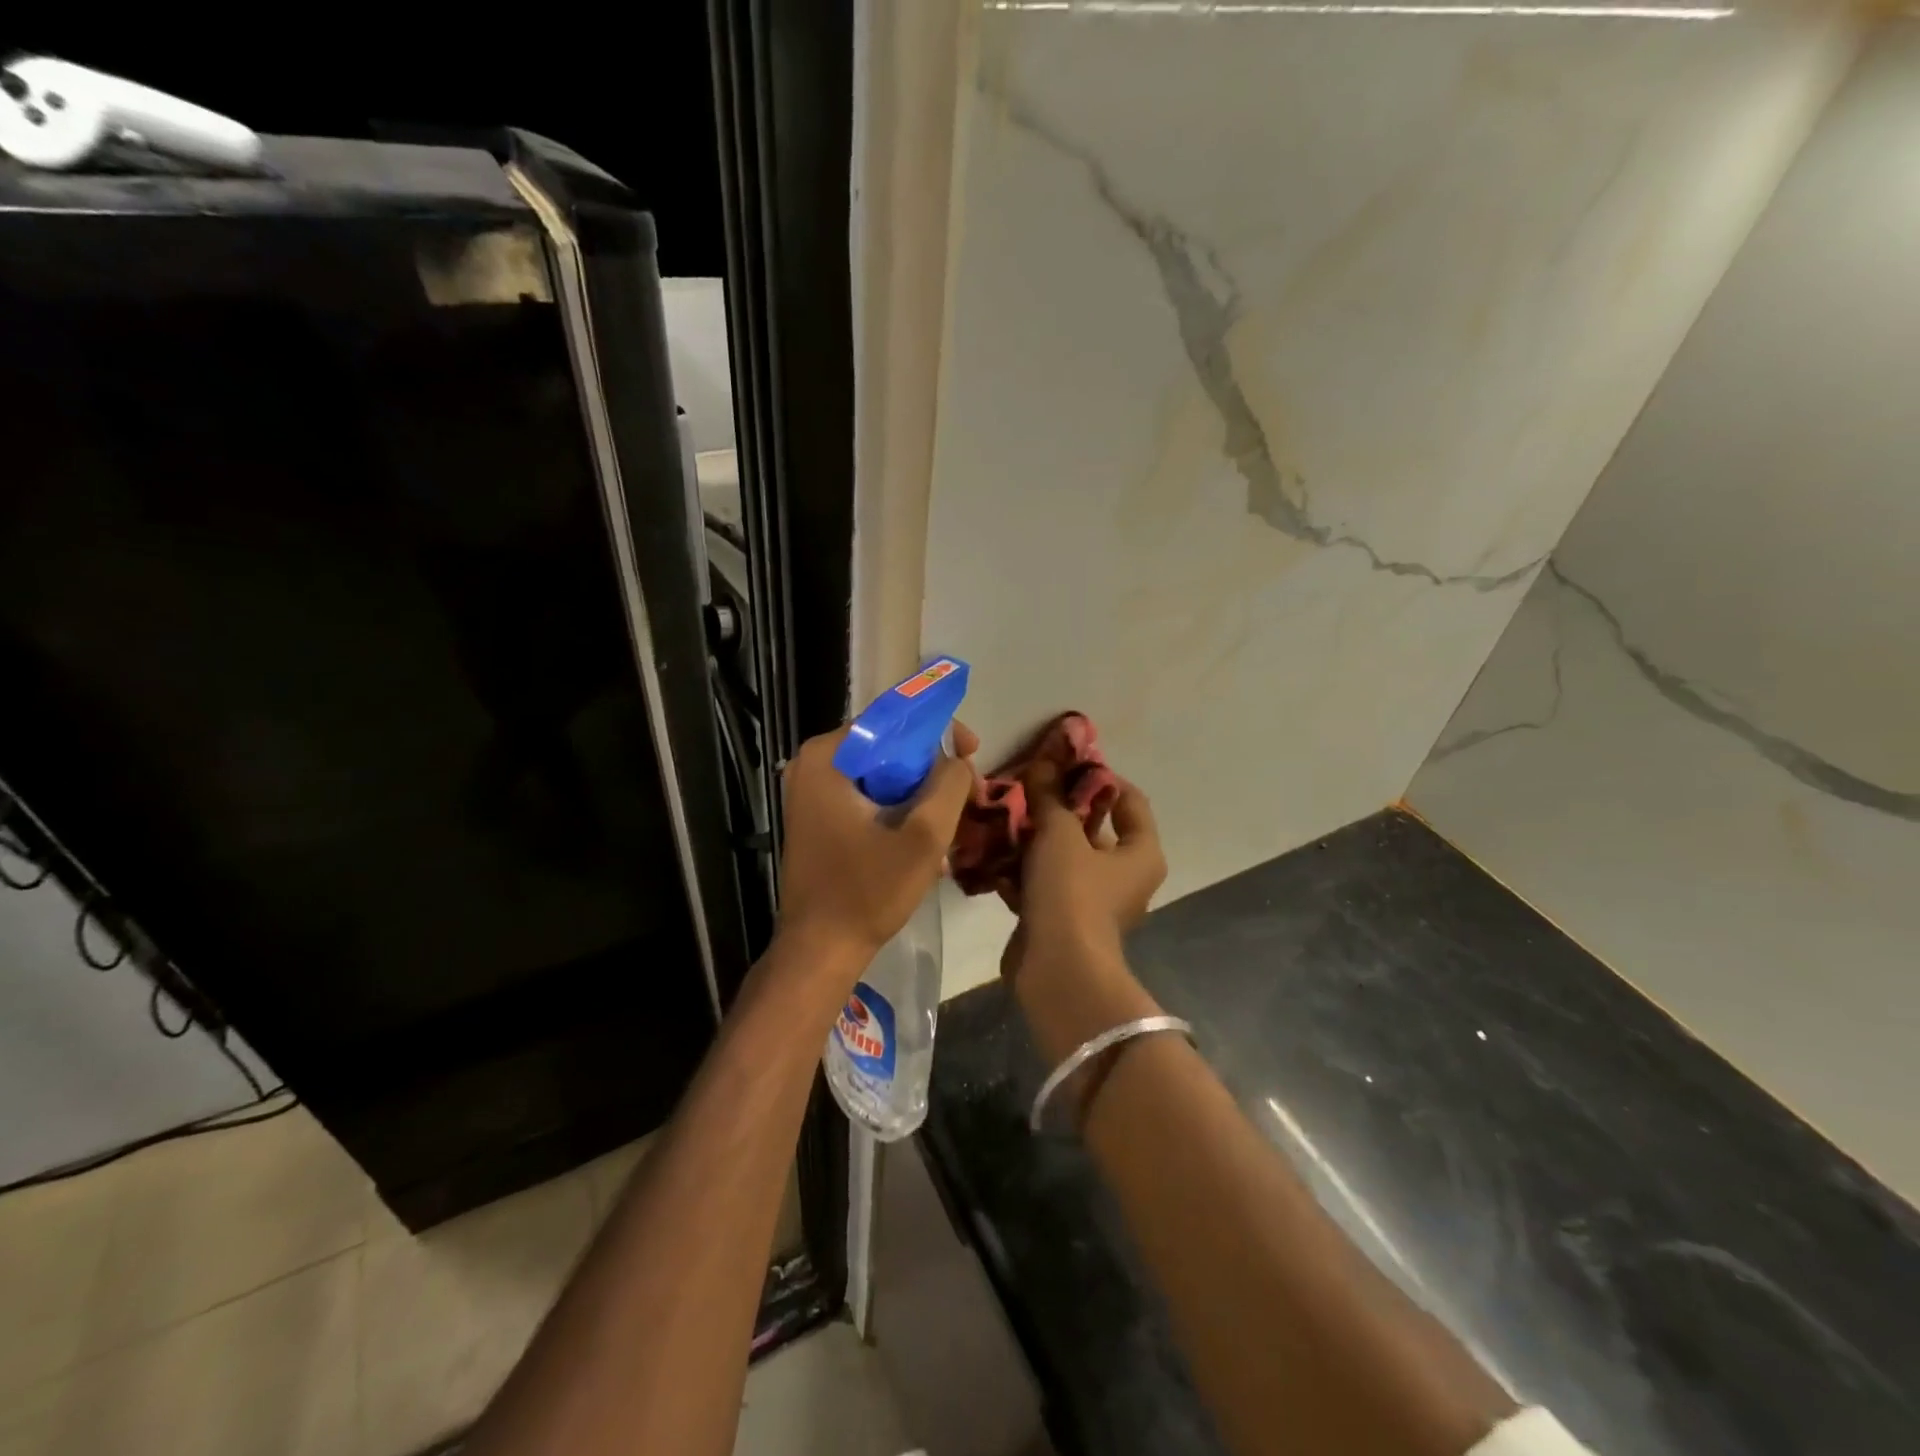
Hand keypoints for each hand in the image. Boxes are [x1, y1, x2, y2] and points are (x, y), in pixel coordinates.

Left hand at [774, 722, 977, 975]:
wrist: (820, 950)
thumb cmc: (868, 891)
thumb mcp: (924, 836)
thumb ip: (949, 784)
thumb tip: (957, 760)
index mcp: (828, 756)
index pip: (893, 718)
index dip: (940, 731)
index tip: (972, 752)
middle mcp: (813, 764)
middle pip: (889, 747)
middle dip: (933, 769)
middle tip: (969, 792)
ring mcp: (812, 792)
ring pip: (882, 774)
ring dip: (921, 794)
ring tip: (954, 822)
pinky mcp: (818, 818)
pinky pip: (868, 797)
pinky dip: (899, 811)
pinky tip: (926, 843)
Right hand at [1008, 760, 1166, 956]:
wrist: (1057, 970)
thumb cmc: (1072, 893)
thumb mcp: (1059, 834)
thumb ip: (1050, 796)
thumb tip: (1043, 762)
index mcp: (1140, 853)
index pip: (1129, 799)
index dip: (1099, 777)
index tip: (1064, 764)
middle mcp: (1123, 876)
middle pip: (1092, 828)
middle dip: (1057, 807)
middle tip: (1026, 786)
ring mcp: (1092, 900)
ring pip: (1062, 856)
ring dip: (1034, 838)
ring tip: (1003, 814)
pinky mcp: (1062, 919)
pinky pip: (1043, 883)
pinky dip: (1022, 869)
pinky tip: (992, 852)